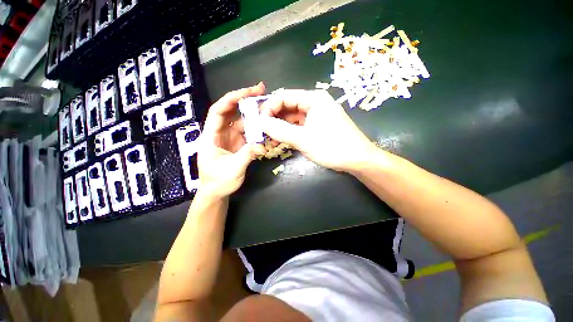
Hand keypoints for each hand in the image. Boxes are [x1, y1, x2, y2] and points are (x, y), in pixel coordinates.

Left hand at [198, 83, 265, 197]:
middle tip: (262, 91)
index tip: (248, 91)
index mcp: (211, 136)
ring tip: (269, 110)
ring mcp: (230, 138)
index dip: (232, 99)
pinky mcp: (238, 144)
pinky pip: (248, 133)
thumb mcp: (233, 169)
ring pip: (242, 122)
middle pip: (232, 111)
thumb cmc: (218, 181)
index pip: (219, 111)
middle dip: (245, 100)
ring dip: (254, 116)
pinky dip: (257, 130)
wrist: (216, 192)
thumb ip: (247, 155)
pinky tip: (267, 128)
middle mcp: (220, 133)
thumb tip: (263, 145)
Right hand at [259, 89, 376, 172]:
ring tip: (269, 139)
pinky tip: (281, 140)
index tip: (259, 122)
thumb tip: (260, 122)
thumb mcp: (303, 139)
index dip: (269, 107)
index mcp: (313, 99)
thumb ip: (279, 130)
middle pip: (288, 106)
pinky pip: (300, 125)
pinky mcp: (318, 126)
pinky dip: (290, 132)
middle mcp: (315, 103)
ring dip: (280, 127)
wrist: (358, 160)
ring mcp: (317, 115)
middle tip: (262, 132)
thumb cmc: (332, 147)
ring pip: (293, 117)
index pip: (284, 96)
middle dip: (273, 118)